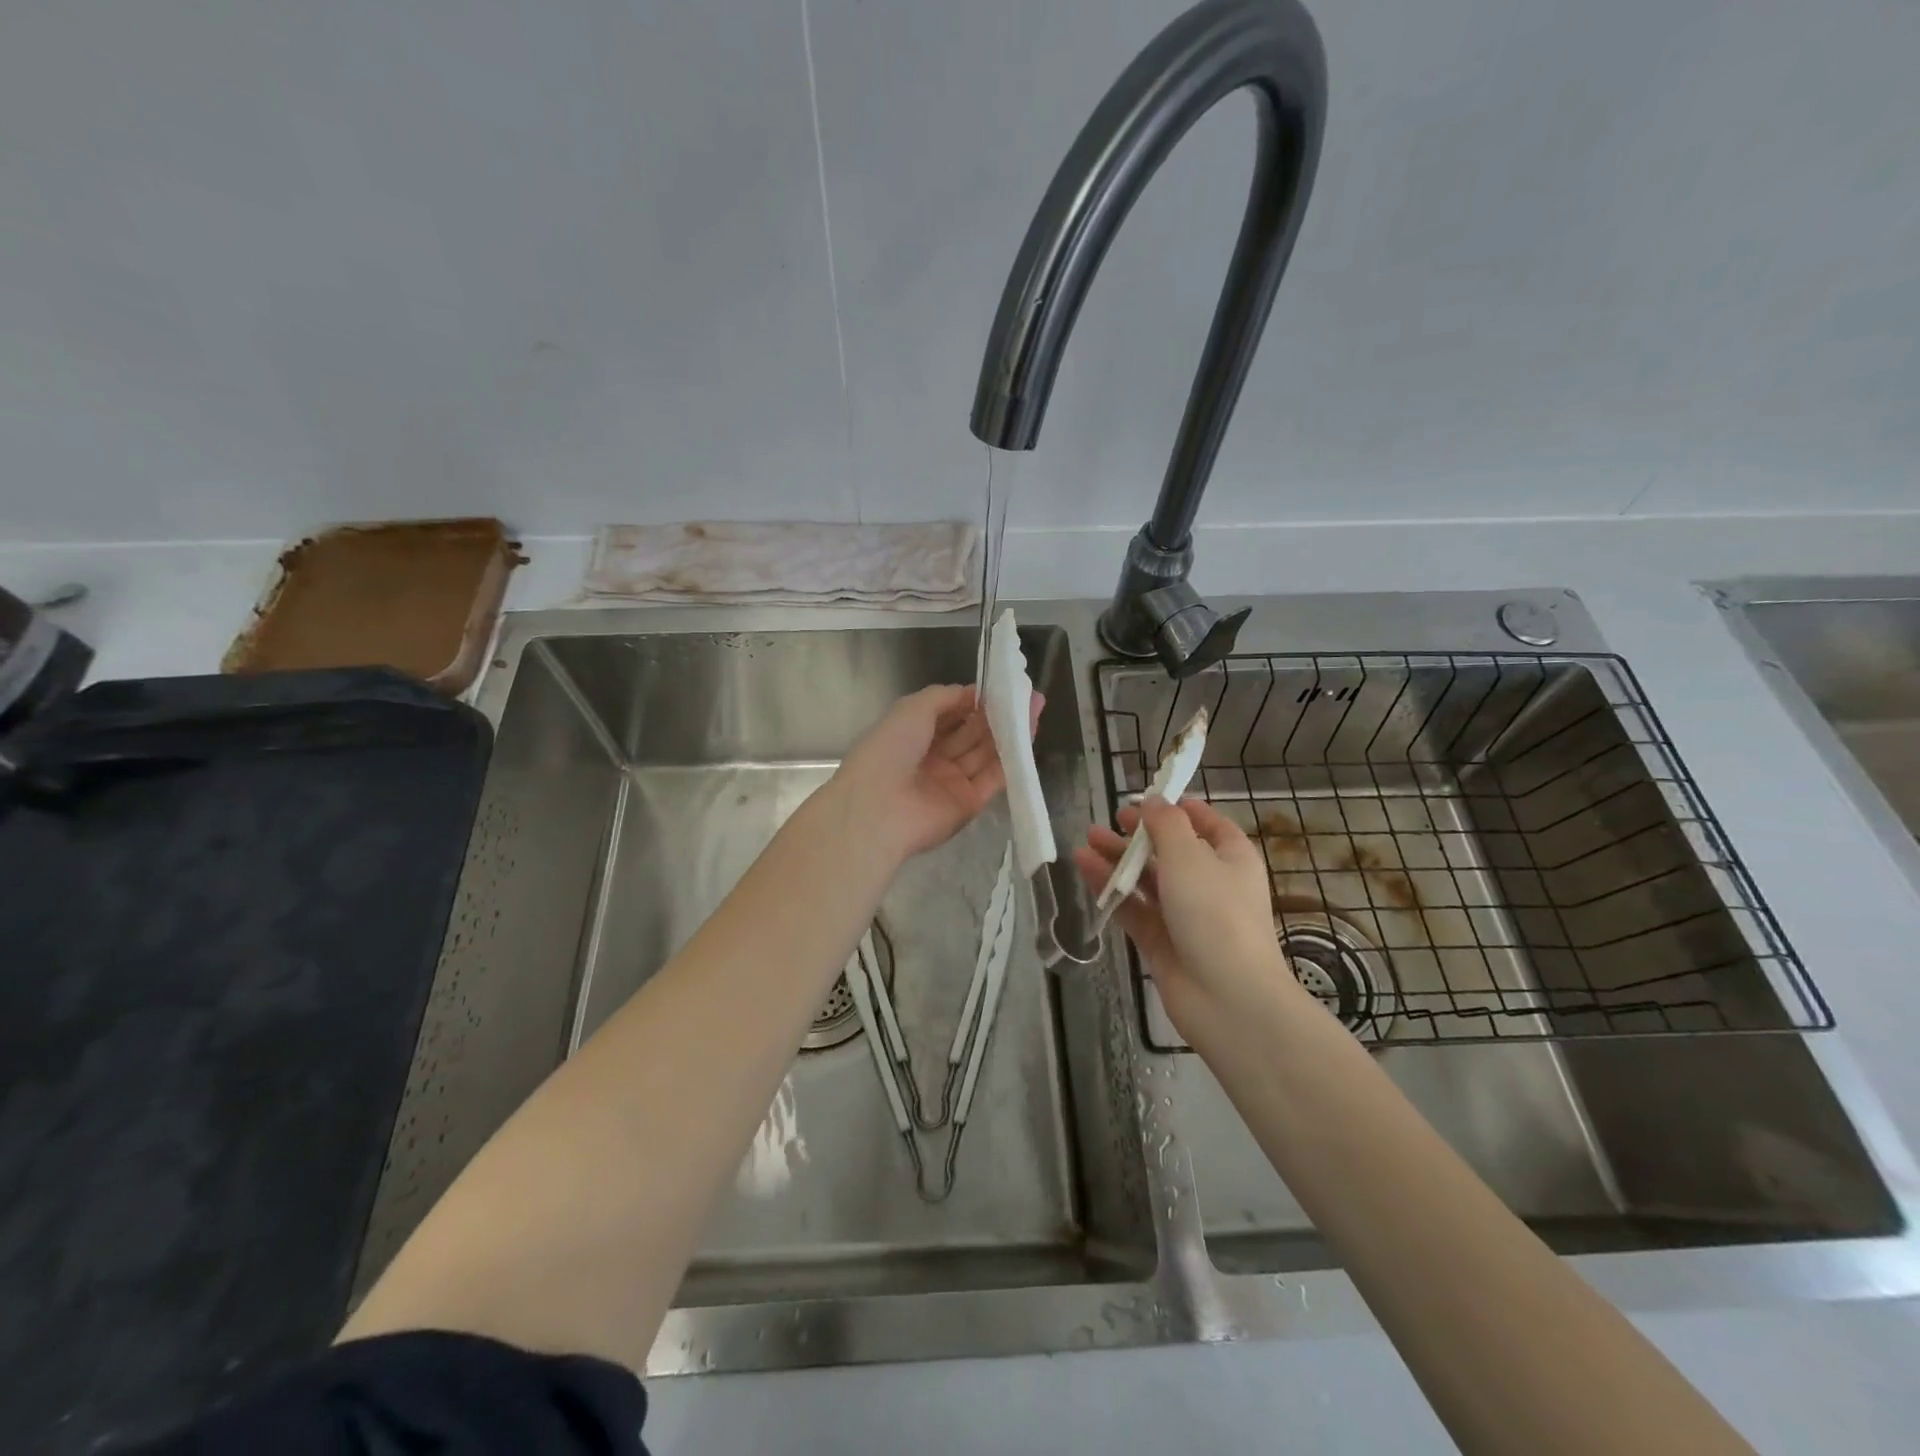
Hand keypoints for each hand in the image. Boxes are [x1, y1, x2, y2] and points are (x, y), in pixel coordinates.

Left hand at [831, 684, 1042, 863]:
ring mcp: (951, 782)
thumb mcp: (912, 708)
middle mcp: (932, 758)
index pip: (950, 714)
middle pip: (971, 733)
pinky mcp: (969, 804)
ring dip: (1009, 732)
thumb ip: (945, 697)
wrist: (879, 808)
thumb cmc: (890, 749)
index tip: (1001, 687)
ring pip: (985, 753)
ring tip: (1035, 708)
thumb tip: (973, 693)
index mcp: (912, 735)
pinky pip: (993, 777)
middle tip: (1027, 696)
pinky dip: (1011, 758)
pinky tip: (1029, 735)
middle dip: (997, 714)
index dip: (974, 701)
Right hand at [1073, 798, 1297, 1029]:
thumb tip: (1154, 800)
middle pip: (1171, 850)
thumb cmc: (1215, 913)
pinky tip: (1084, 868)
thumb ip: (1166, 823)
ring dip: (1119, 859)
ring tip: (1086, 839)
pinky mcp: (1161, 940)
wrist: (1226, 996)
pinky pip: (1132, 907)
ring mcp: (1184, 914)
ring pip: (1147, 878)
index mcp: (1231, 858)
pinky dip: (1111, 888)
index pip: (1208, 824)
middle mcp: (1210, 883)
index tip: (1147, 798)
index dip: (1179, 809)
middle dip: (1139, 834)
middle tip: (1110, 820)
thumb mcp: (1190, 855)